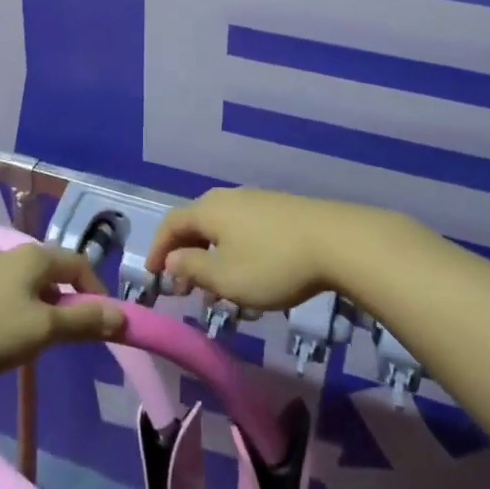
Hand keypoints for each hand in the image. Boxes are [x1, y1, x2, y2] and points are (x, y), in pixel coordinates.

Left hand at [0, 243, 127, 380]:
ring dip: (46, 311)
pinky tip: (10, 341)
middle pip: (57, 274)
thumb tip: (122, 316)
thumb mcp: (43, 329)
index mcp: (38, 256)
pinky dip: (22, 315)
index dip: (97, 292)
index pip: (81, 265)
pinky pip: (12, 298)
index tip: (102, 325)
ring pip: (34, 288)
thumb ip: (83, 321)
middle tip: (73, 338)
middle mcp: (18, 255)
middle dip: (71, 303)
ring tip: (42, 344)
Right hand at [146, 187, 401, 312]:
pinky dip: (233, 251)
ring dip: (211, 256)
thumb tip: (173, 259)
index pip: (171, 223)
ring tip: (217, 290)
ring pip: (221, 228)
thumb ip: (193, 267)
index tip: (154, 276)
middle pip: (196, 223)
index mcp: (208, 210)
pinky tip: (248, 275)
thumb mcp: (226, 277)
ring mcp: (256, 200)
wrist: (336, 241)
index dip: (158, 249)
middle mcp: (227, 198)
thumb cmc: (272, 263)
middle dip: (185, 255)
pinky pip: (243, 229)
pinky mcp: (279, 210)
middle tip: (184, 288)